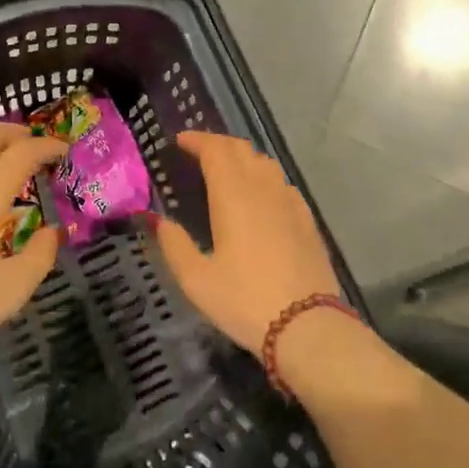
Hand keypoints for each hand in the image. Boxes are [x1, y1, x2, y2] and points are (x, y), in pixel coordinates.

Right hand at [152, 131, 342, 355]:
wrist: (308, 327)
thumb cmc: (245, 301)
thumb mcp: (197, 280)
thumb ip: (174, 245)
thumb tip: (160, 221)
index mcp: (233, 196)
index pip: (215, 150)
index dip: (197, 140)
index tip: (180, 141)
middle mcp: (263, 189)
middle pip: (241, 149)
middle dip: (217, 144)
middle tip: (198, 152)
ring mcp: (289, 202)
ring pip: (265, 163)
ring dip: (242, 157)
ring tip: (226, 169)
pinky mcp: (307, 220)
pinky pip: (282, 183)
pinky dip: (264, 177)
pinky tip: (260, 196)